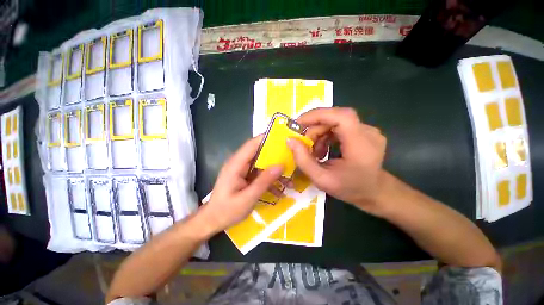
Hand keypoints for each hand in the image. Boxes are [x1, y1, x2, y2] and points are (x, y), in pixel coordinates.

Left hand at [199, 135, 283, 233]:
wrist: (213, 220)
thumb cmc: (227, 211)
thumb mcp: (247, 198)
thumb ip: (263, 181)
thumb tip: (281, 166)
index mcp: (236, 164)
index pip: (252, 144)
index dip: (267, 139)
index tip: (284, 139)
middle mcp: (239, 163)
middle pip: (259, 152)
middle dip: (276, 156)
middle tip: (293, 160)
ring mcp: (243, 170)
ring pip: (262, 164)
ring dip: (275, 170)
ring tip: (289, 180)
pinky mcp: (246, 176)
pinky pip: (260, 173)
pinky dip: (270, 179)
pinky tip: (280, 190)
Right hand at [288, 107, 386, 215]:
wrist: (374, 192)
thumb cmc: (350, 189)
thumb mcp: (321, 180)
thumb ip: (303, 160)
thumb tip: (290, 140)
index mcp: (361, 146)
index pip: (342, 117)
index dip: (318, 115)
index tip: (299, 123)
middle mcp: (368, 133)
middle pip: (336, 117)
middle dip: (315, 128)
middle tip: (304, 143)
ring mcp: (368, 131)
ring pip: (336, 121)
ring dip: (319, 132)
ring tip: (314, 150)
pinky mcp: (364, 131)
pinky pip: (340, 126)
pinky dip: (326, 134)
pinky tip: (323, 148)